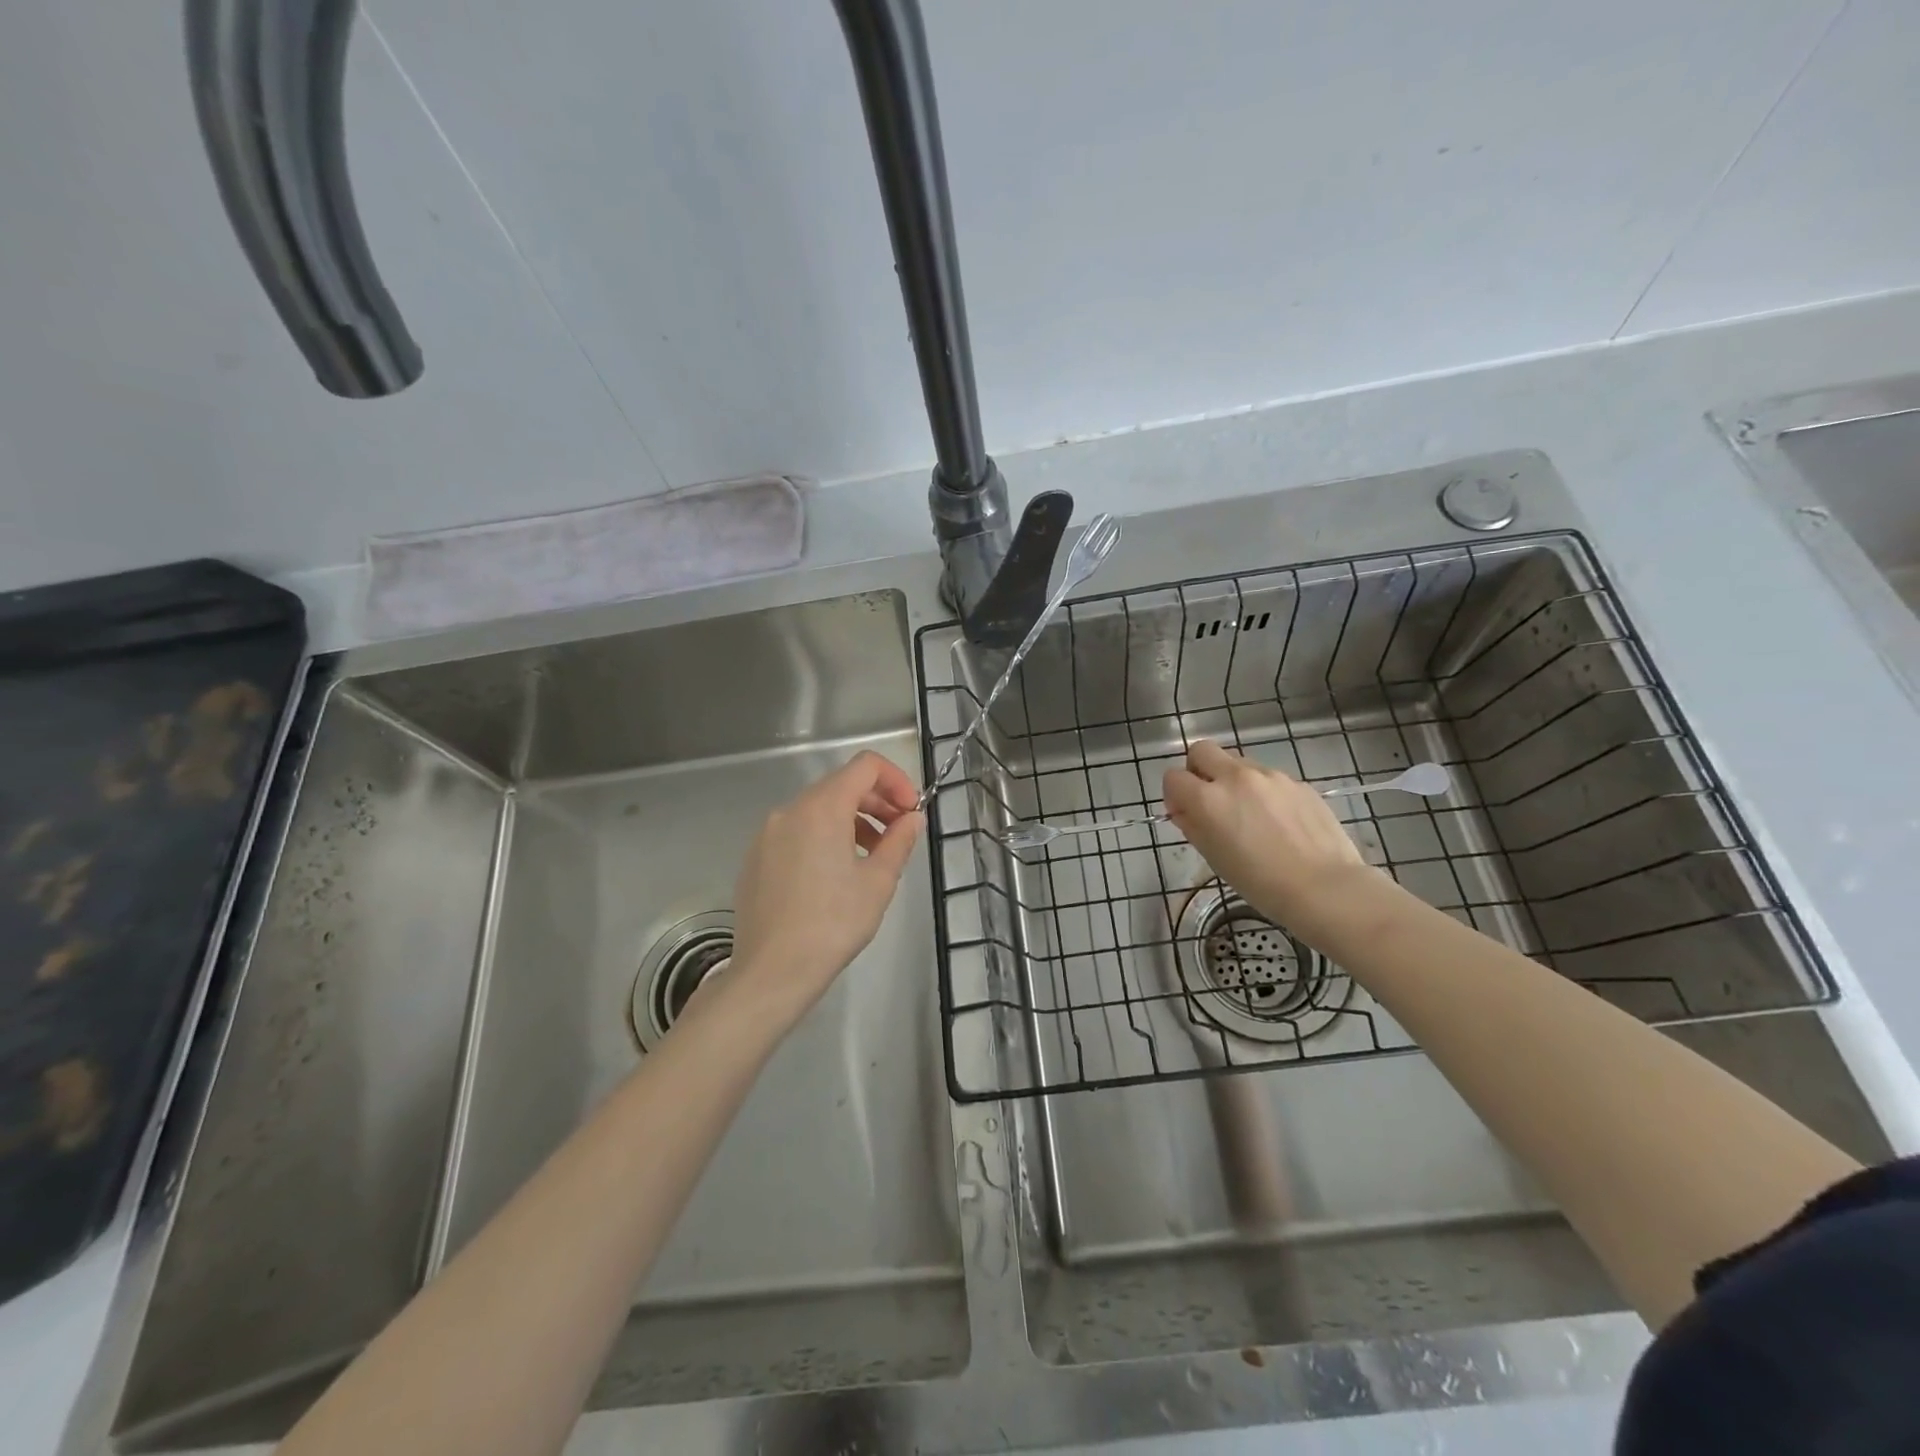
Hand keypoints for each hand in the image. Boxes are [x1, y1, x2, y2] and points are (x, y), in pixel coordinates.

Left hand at [723, 750, 923, 1032]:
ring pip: (818, 810)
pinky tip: (835, 876)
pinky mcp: (756, 858)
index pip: (865, 766)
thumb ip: (899, 841)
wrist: (771, 972)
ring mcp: (767, 834)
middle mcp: (790, 810)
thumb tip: (911, 818)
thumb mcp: (878, 882)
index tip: (911, 811)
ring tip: (872, 858)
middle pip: (841, 785)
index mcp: (821, 808)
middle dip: (877, 802)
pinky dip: (824, 838)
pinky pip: (797, 832)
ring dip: (852, 822)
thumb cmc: (832, 924)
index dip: (896, 780)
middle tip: (900, 834)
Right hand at [1162, 739, 1378, 940]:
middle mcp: (1236, 777)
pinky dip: (1264, 792)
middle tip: (1210, 800)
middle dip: (1198, 770)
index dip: (1174, 795)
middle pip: (1202, 751)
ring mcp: (1271, 776)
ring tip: (1250, 815)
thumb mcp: (1213, 857)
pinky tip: (1279, 823)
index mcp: (1208, 798)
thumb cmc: (1260, 882)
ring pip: (1238, 763)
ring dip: (1233, 781)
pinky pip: (1269, 779)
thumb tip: (1186, 811)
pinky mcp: (1298, 783)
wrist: (1325, 887)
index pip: (1173, 777)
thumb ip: (1193, 825)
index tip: (1184, 814)